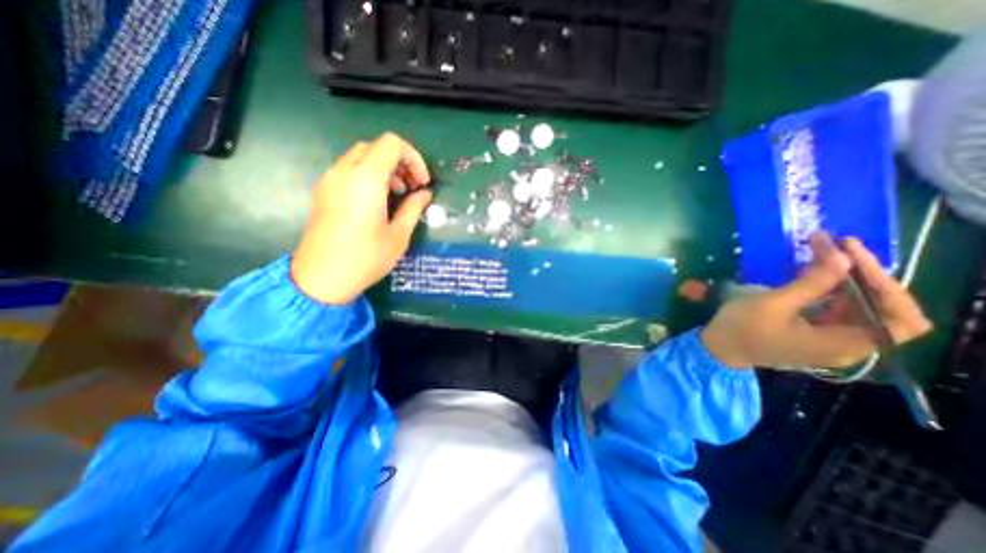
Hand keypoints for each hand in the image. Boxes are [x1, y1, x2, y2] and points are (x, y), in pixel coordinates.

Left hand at [289, 135, 432, 306]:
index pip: (392, 144)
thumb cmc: (366, 257)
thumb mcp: (399, 235)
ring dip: (383, 168)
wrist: (321, 278)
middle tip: (412, 188)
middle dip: (399, 162)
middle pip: (375, 147)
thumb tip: (425, 194)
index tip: (422, 183)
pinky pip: (347, 170)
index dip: (414, 158)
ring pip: (360, 157)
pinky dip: (367, 175)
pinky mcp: (322, 191)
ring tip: (396, 195)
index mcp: (366, 179)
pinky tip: (376, 201)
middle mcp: (344, 171)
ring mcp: (329, 180)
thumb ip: (413, 208)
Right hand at [700, 231, 933, 368]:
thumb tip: (842, 256)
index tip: (853, 257)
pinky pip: (838, 309)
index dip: (888, 286)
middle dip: (863, 275)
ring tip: (824, 253)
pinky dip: (831, 289)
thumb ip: (811, 283)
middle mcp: (850, 345)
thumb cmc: (742, 328)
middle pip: (882, 309)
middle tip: (836, 246)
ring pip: (860, 306)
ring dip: (846, 278)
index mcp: (844, 344)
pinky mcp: (816, 333)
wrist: (719, 346)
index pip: (902, 319)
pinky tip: (814, 273)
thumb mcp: (773, 304)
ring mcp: (832, 339)